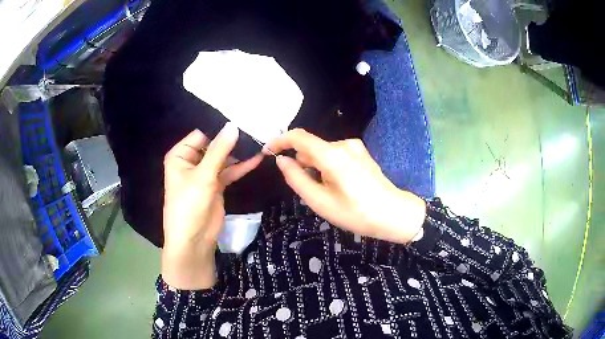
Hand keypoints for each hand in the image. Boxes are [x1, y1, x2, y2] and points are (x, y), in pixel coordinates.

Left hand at [162, 123, 262, 289]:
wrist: (194, 241)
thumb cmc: (189, 205)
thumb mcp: (203, 176)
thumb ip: (219, 150)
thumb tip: (234, 125)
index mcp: (181, 155)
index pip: (201, 134)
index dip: (220, 128)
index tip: (242, 118)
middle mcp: (191, 162)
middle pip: (213, 145)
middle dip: (232, 140)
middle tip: (256, 128)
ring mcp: (205, 174)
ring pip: (223, 158)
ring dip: (239, 153)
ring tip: (260, 141)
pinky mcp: (216, 185)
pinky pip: (229, 171)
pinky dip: (241, 166)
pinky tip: (257, 158)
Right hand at [265, 129, 425, 244]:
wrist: (393, 214)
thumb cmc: (355, 213)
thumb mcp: (320, 202)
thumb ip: (296, 178)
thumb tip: (281, 160)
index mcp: (332, 155)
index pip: (298, 137)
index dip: (279, 141)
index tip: (268, 152)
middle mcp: (343, 144)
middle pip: (310, 147)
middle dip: (302, 164)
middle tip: (310, 191)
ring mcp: (354, 147)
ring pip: (322, 152)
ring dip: (316, 168)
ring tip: (328, 192)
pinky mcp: (360, 152)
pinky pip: (334, 154)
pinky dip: (328, 167)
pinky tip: (339, 185)